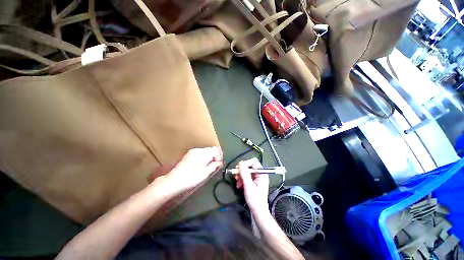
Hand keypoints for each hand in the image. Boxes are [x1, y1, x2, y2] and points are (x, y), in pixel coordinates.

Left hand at [162, 147, 222, 193]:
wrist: (174, 180)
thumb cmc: (190, 178)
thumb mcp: (205, 173)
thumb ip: (214, 166)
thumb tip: (218, 163)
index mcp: (204, 154)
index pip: (216, 150)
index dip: (219, 156)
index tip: (218, 164)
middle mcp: (198, 150)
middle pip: (211, 150)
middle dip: (214, 157)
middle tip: (214, 166)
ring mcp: (193, 151)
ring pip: (205, 151)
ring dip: (208, 157)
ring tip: (207, 167)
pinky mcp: (188, 154)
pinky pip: (199, 153)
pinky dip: (203, 157)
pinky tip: (200, 166)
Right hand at [234, 158, 269, 214]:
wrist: (258, 212)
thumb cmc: (255, 199)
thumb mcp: (248, 186)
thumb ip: (244, 174)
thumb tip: (240, 163)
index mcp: (262, 173)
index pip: (253, 162)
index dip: (245, 164)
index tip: (238, 169)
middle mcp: (259, 174)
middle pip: (249, 166)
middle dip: (241, 171)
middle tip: (236, 176)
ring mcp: (256, 178)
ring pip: (246, 171)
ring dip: (240, 176)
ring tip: (238, 183)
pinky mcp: (253, 182)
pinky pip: (246, 177)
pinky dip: (241, 180)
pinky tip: (239, 185)